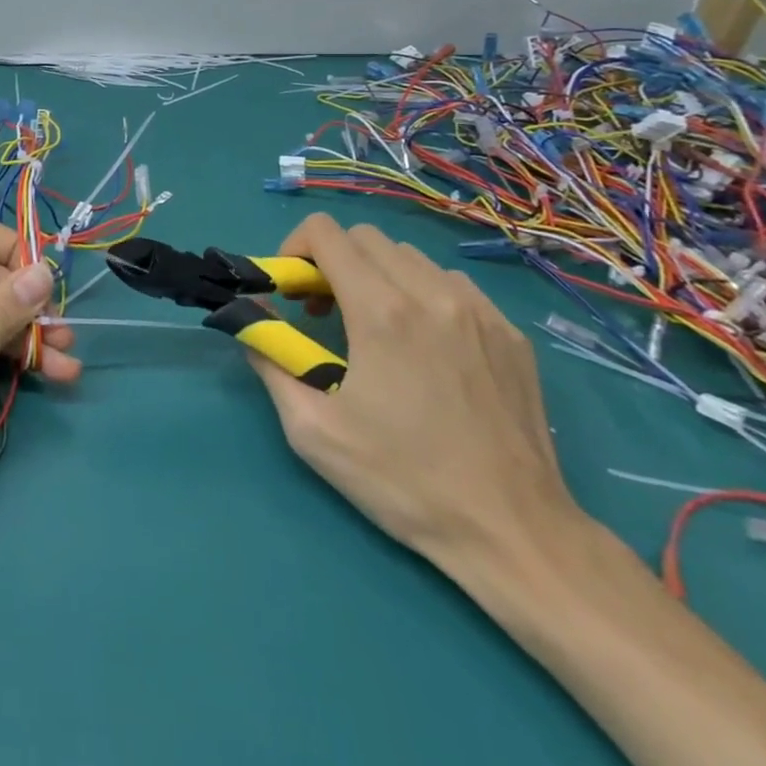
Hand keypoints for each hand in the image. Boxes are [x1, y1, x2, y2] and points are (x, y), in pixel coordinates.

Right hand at [246, 213, 583, 578]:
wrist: (514, 533)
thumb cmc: (403, 481)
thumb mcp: (312, 430)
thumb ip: (270, 360)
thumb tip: (251, 319)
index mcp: (381, 311)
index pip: (326, 232)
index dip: (295, 248)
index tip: (292, 292)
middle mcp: (431, 294)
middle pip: (365, 237)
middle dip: (332, 261)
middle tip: (324, 312)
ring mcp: (479, 310)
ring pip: (409, 257)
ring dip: (377, 275)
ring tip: (374, 327)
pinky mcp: (510, 333)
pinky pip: (452, 284)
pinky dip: (422, 294)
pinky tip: (424, 345)